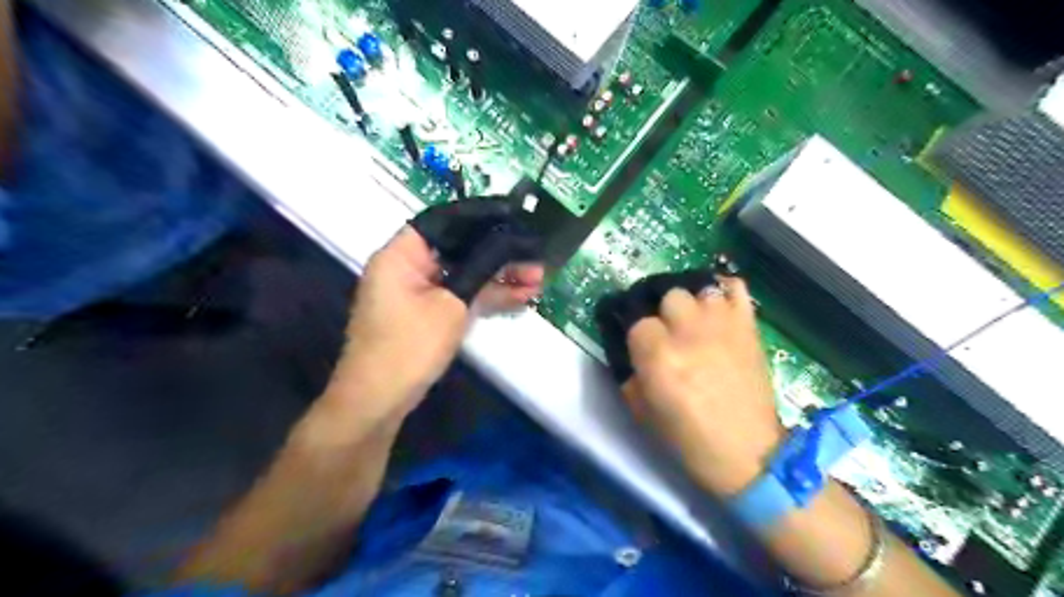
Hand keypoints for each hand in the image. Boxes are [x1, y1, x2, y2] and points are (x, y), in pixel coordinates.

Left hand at [331, 226, 542, 419]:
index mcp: (403, 253)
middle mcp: (409, 266)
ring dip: (499, 278)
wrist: (380, 401)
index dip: (483, 217)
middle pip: (459, 249)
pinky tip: (520, 297)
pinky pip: (460, 295)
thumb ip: (482, 270)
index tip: (516, 219)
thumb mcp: (452, 305)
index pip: (446, 220)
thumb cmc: (410, 346)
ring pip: (464, 275)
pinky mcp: (428, 314)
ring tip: (538, 280)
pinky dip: (485, 297)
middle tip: (536, 258)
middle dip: (500, 254)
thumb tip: (512, 245)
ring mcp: (419, 292)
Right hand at [620, 278, 783, 497]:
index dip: (639, 336)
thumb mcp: (641, 411)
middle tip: (669, 334)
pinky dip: (725, 290)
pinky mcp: (748, 327)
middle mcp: (689, 332)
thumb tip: (630, 351)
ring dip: (693, 303)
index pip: (638, 322)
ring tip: (694, 321)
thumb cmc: (688, 439)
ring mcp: (723, 325)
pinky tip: (718, 305)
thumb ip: (630, 373)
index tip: (642, 349)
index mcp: (659, 355)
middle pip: (669, 296)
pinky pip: (737, 288)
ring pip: (699, 288)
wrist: (747, 453)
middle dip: (665, 314)